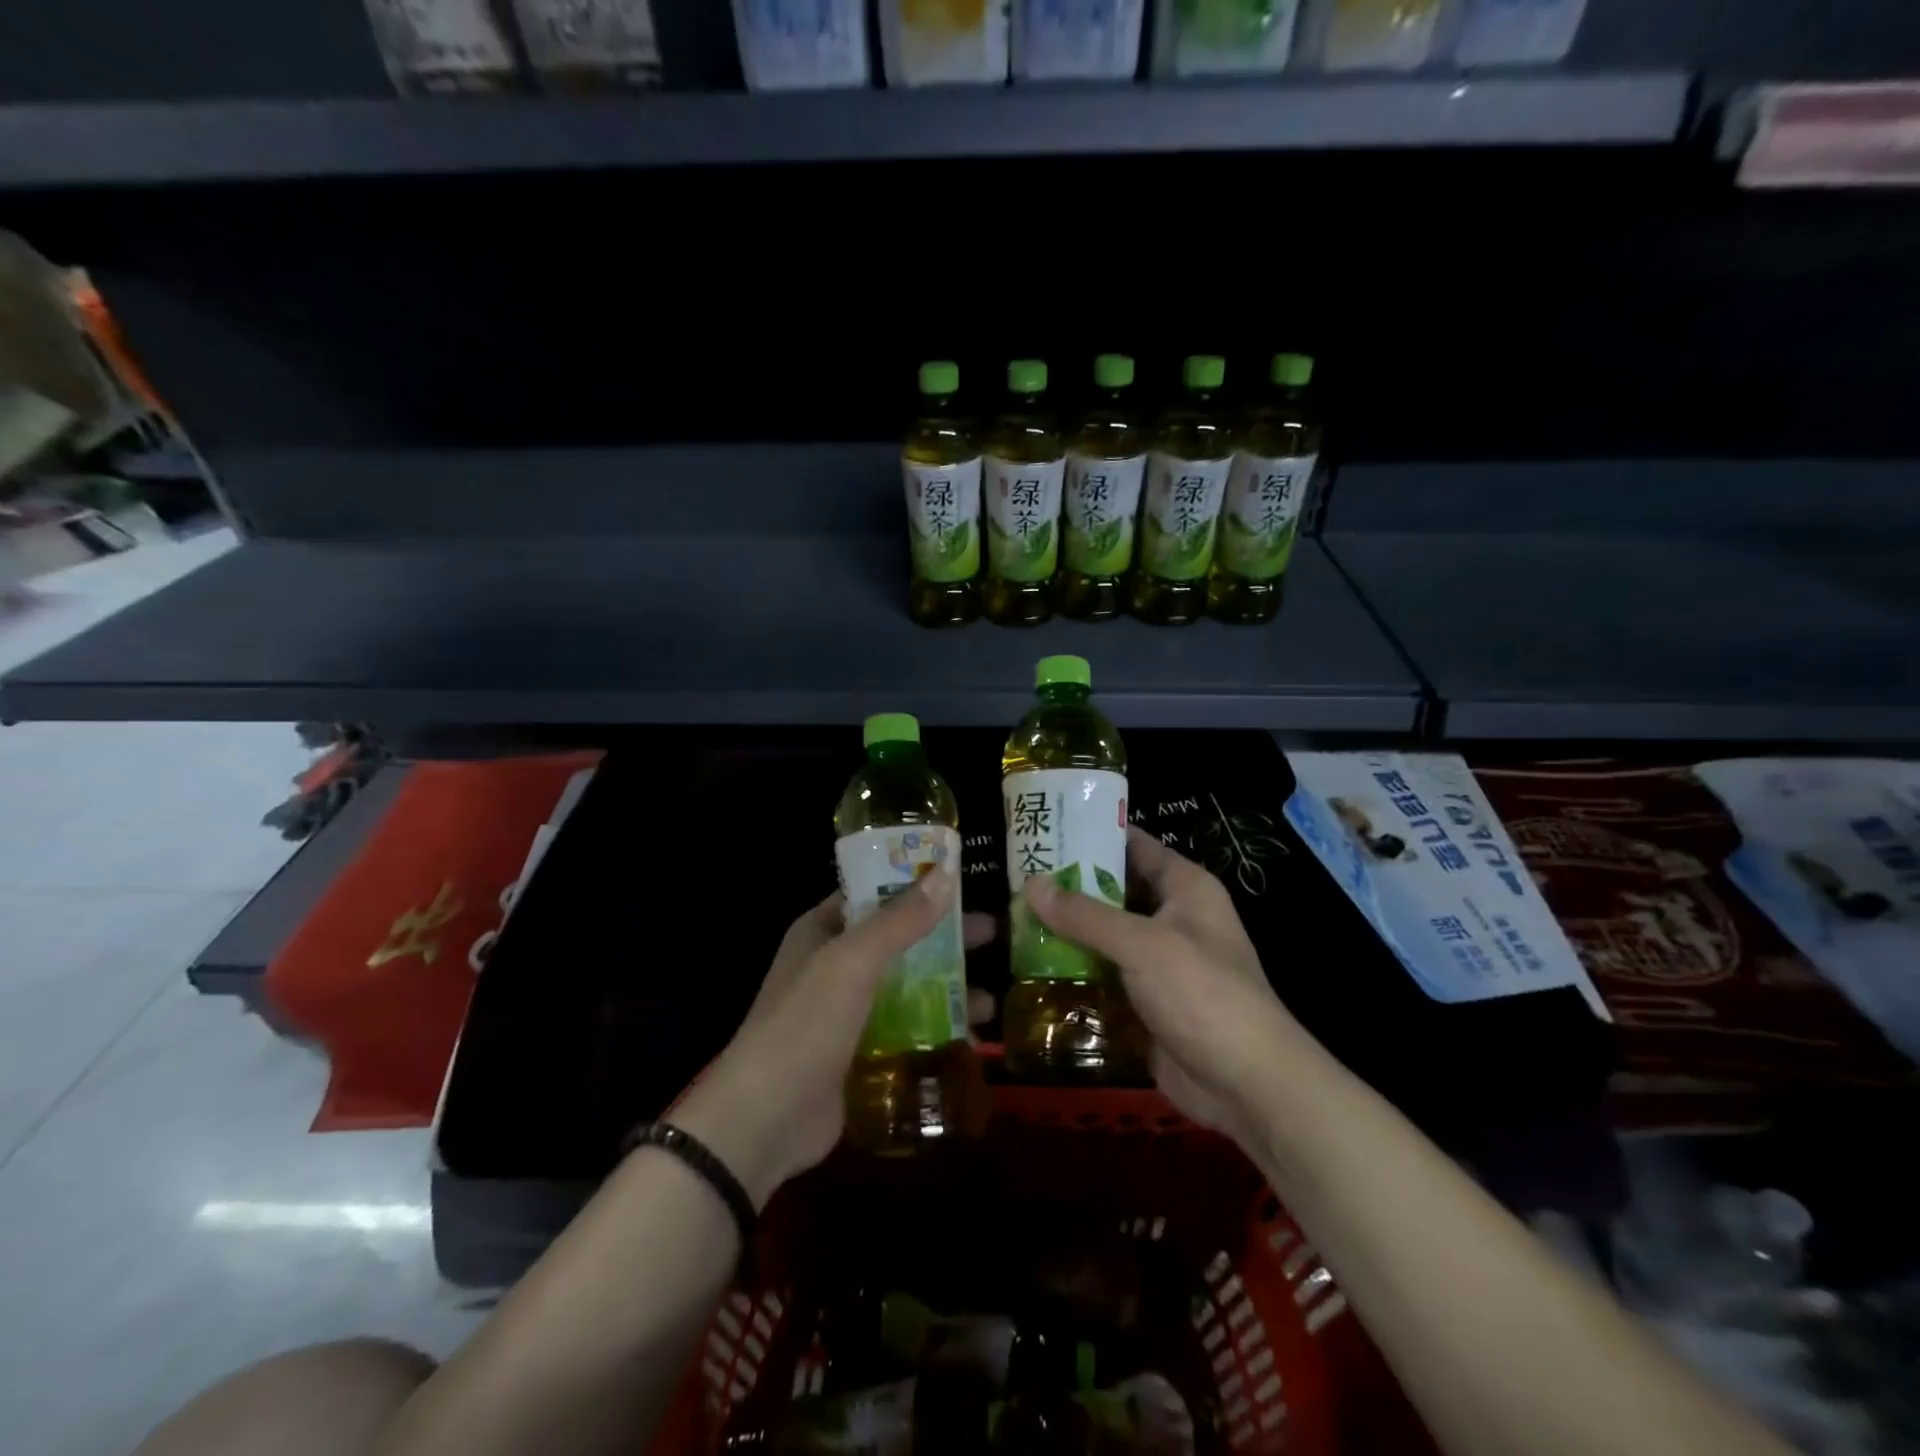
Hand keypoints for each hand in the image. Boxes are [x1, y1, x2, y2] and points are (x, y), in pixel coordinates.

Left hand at [671, 868, 994, 1206]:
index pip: (873, 892)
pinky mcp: (858, 1053)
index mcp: (822, 931)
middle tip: (993, 935)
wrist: (764, 1120)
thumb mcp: (853, 962)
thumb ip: (900, 920)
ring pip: (906, 987)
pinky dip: (934, 1029)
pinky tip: (971, 1039)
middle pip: (898, 940)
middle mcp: (833, 965)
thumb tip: (945, 875)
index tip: (962, 879)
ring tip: (991, 1000)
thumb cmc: (806, 1025)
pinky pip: (905, 1029)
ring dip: (945, 989)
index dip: (914, 883)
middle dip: (943, 938)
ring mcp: (846, 1011)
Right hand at [1024, 827, 1300, 1143]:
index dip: (1093, 835)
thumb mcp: (1142, 944)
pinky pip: (1104, 976)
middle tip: (1017, 878)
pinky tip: (1032, 967)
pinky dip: (1075, 972)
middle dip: (1069, 887)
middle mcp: (1173, 918)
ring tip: (1014, 918)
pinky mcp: (1146, 1002)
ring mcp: (1159, 963)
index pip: (1135, 846)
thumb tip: (1032, 885)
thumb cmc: (1202, 994)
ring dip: (1067, 932)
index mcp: (1185, 888)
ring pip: (1105, 936)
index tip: (1046, 829)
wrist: (1246, 1085)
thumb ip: (1085, 915)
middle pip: (1114, 891)